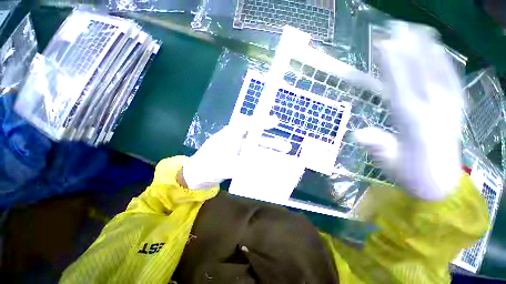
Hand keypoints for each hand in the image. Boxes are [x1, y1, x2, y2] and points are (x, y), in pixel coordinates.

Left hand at [181, 116, 281, 189]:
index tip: (275, 121)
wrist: (195, 176)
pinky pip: (253, 157)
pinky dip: (261, 160)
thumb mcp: (221, 166)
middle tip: (287, 147)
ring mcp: (238, 150)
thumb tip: (259, 168)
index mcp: (230, 135)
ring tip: (282, 157)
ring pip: (256, 148)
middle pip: (256, 138)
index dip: (261, 122)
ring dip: (269, 152)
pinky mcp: (238, 158)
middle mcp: (236, 140)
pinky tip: (269, 165)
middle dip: (271, 142)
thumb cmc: (205, 166)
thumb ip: (239, 166)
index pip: (247, 124)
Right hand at [355, 22, 462, 199]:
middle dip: (410, 48)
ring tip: (419, 29)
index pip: (401, 88)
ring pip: (441, 73)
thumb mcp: (387, 165)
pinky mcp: (457, 110)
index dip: (393, 66)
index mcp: (413, 125)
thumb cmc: (409, 175)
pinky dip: (447, 63)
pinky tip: (441, 50)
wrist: (440, 184)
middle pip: (422, 74)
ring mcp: (450, 109)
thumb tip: (357, 133)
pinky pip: (453, 81)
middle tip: (397, 27)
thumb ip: (377, 148)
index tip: (384, 45)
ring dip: (429, 49)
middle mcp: (435, 112)